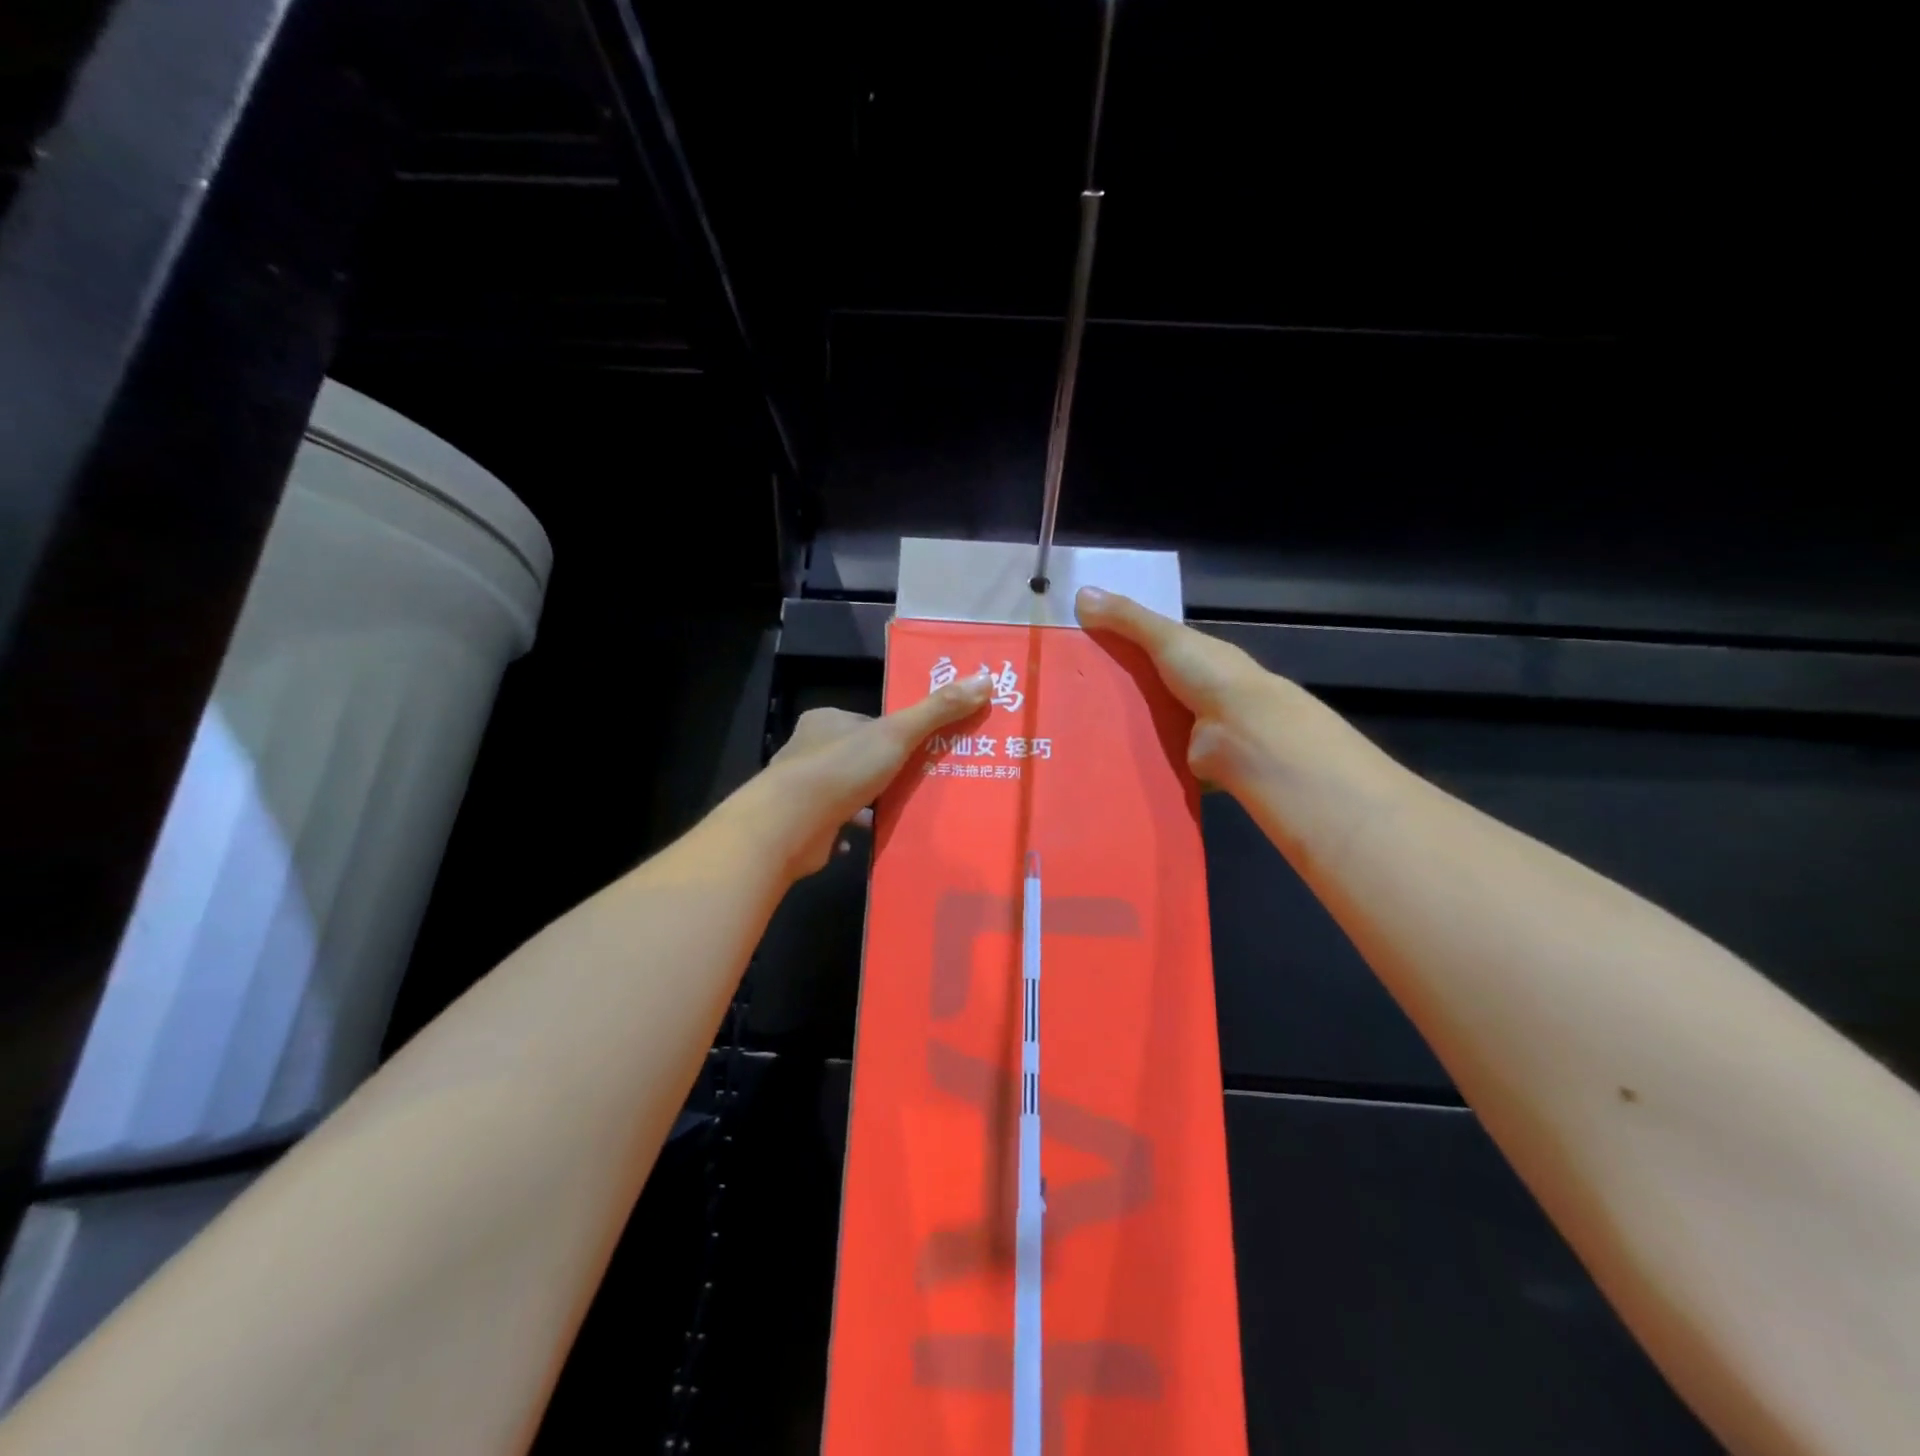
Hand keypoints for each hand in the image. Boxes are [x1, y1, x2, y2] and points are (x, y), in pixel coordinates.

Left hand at [729, 670, 994, 880]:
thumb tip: (984, 679)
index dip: (896, 734)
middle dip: (886, 769)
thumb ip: (937, 710)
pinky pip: (836, 822)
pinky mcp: (804, 823)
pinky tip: (876, 835)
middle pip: (858, 756)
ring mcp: (804, 789)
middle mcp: (809, 749)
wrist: (791, 823)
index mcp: (826, 721)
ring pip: (847, 790)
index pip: (869, 722)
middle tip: (922, 782)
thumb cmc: (842, 769)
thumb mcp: (896, 734)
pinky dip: (854, 828)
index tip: (923, 749)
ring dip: (871, 801)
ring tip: (906, 810)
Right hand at [1074, 585, 1292, 794]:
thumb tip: (1081, 593)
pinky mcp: (1183, 759)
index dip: (1119, 648)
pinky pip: (1149, 756)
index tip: (1081, 652)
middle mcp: (1194, 691)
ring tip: (1074, 729)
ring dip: (1118, 727)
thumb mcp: (1166, 637)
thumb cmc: (1210, 676)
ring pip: (1144, 724)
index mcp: (1194, 657)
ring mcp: (1190, 728)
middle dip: (1113, 692)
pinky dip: (1129, 756)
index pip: (1151, 649)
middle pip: (1144, 689)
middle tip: (1068, 696)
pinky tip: (1097, 757)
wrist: (1244, 734)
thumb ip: (1127, 618)